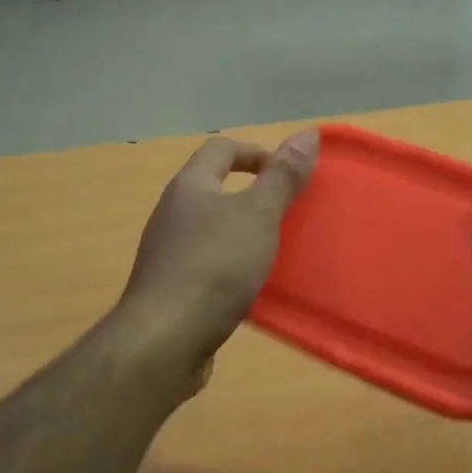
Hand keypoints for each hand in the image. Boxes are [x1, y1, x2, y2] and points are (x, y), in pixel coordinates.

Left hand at [118, 131, 319, 368]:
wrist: (165, 339)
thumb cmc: (215, 265)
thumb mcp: (258, 215)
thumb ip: (283, 176)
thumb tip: (307, 133)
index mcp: (190, 186)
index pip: (221, 149)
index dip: (256, 152)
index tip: (288, 172)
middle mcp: (172, 213)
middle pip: (213, 188)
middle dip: (251, 194)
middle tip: (288, 212)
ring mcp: (167, 253)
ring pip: (210, 229)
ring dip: (242, 233)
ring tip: (275, 250)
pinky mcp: (170, 289)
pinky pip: (206, 265)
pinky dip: (230, 267)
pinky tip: (251, 288)